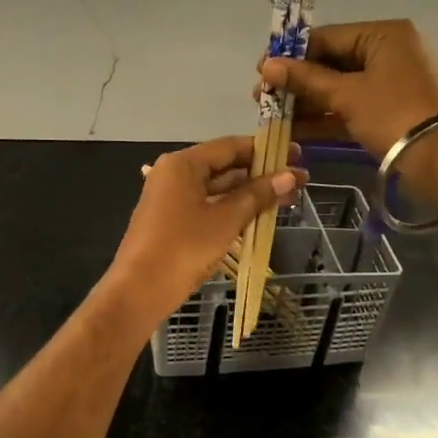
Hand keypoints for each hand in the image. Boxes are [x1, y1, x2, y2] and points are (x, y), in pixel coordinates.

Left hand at [104, 135, 304, 327]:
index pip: (231, 146)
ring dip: (250, 194)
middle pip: (225, 167)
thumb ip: (258, 195)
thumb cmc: (183, 248)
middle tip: (299, 181)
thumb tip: (290, 175)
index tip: (296, 154)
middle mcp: (174, 174)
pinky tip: (258, 216)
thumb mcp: (226, 220)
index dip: (265, 150)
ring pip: (217, 189)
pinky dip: (232, 209)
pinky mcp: (172, 221)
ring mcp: (171, 198)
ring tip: (287, 199)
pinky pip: (208, 206)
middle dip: (261, 175)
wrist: (139, 290)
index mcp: (183, 164)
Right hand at [258, 20, 437, 182]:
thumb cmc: (394, 115)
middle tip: (263, 97)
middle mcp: (389, 52)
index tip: (261, 70)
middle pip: (332, 62)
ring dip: (308, 102)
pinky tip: (296, 129)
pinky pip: (351, 107)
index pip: (328, 37)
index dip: (291, 54)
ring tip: (274, 116)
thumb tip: (267, 66)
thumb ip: (306, 80)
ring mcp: (391, 83)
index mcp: (384, 35)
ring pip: (340, 87)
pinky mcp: (390, 110)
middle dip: (298, 82)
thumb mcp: (347, 95)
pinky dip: (327, 117)